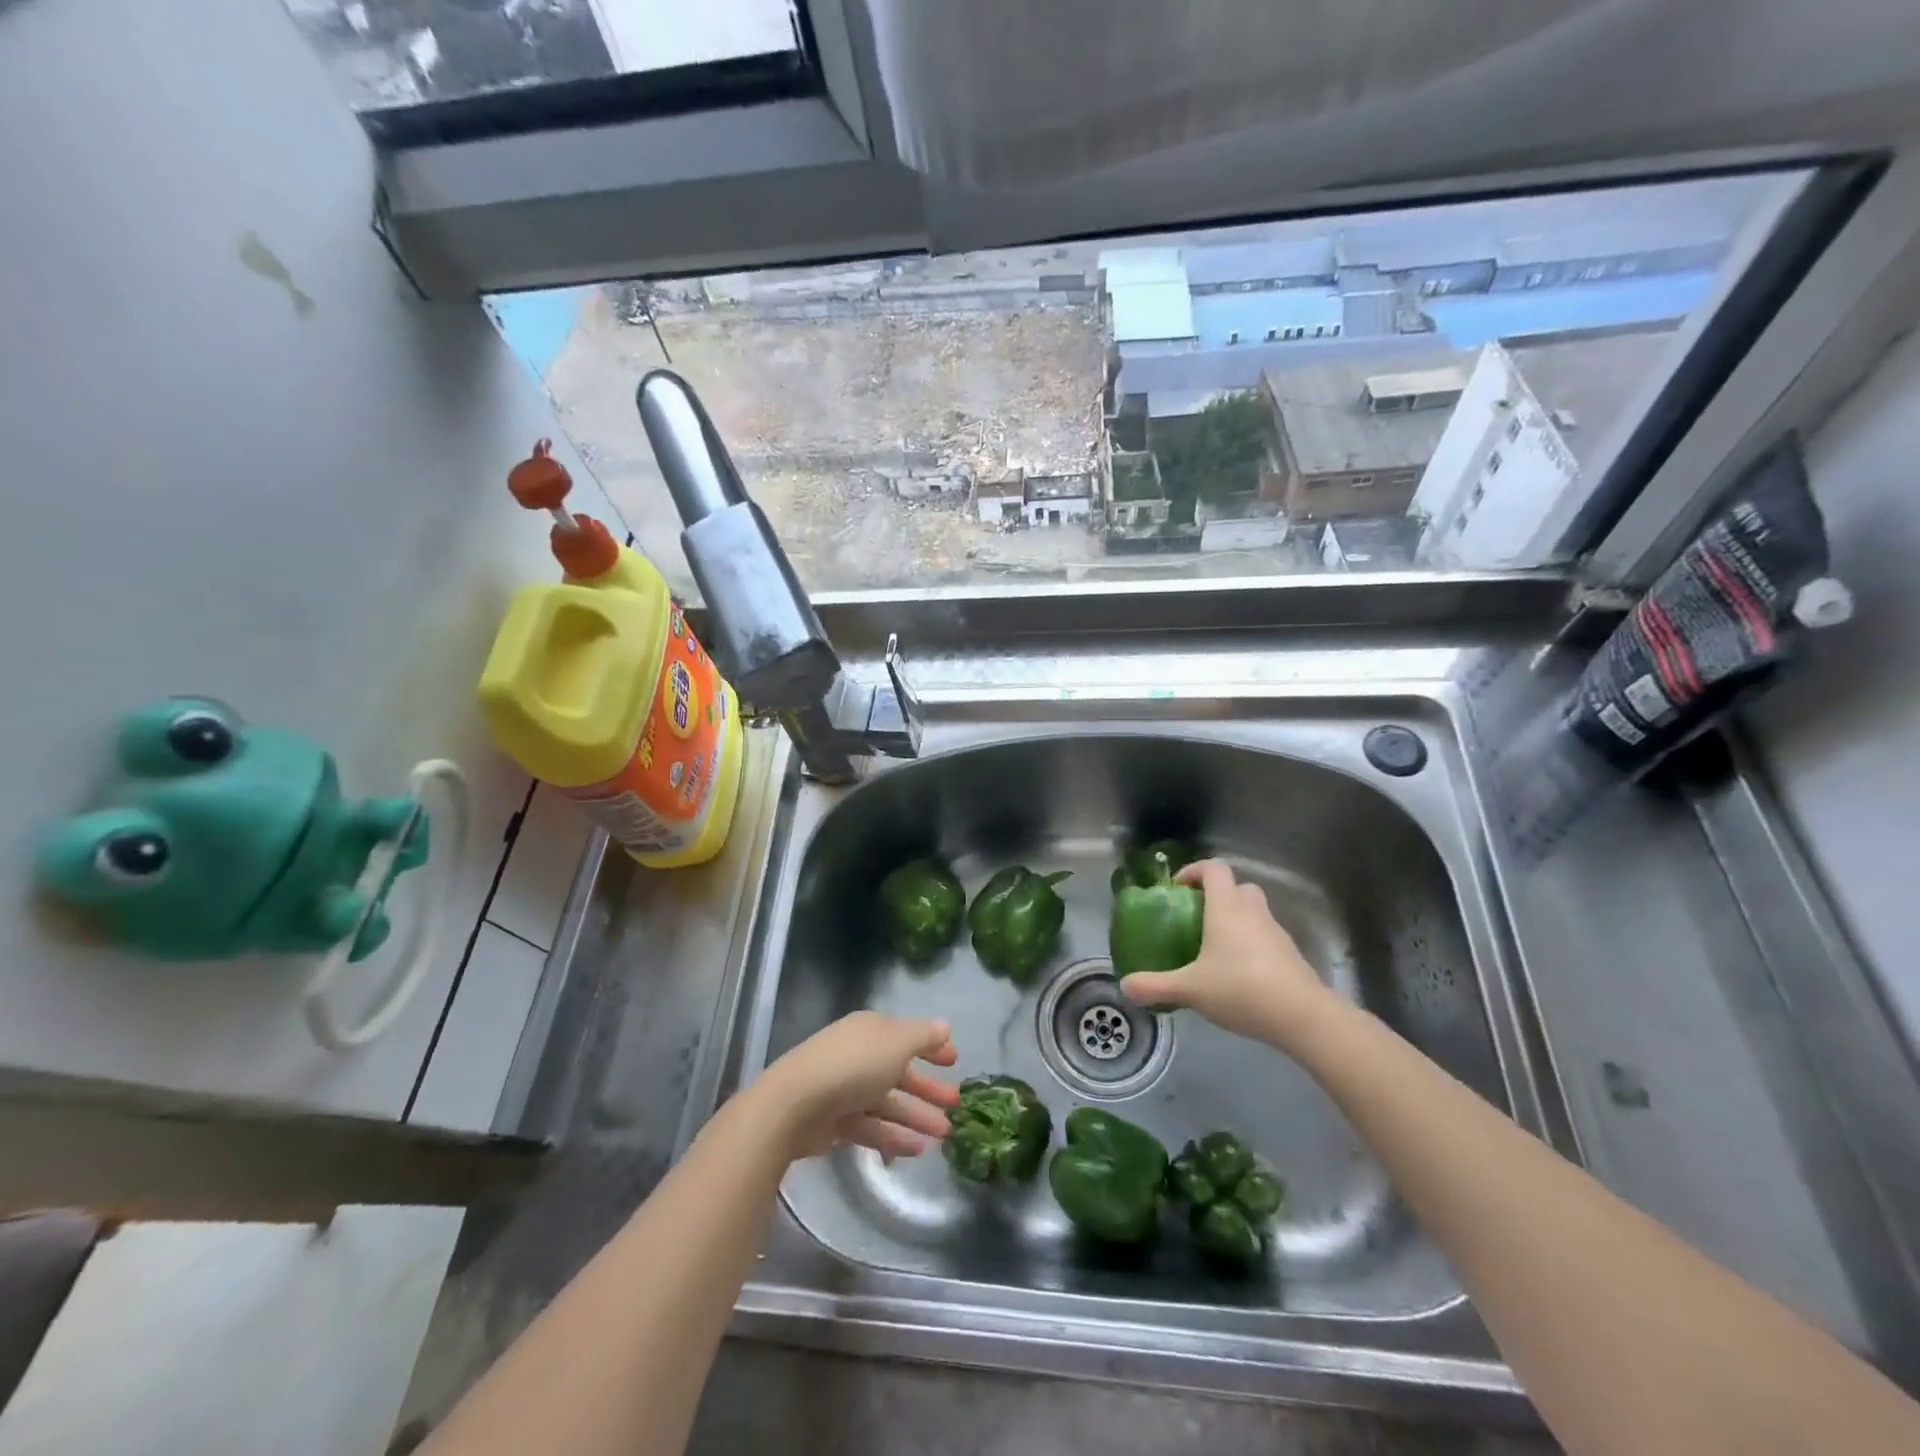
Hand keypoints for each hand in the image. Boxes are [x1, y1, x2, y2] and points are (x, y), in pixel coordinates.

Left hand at [748, 1011, 960, 1161]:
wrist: (794, 1104)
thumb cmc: (853, 1064)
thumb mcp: (897, 1043)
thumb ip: (924, 1037)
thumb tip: (945, 1026)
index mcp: (872, 1030)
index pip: (907, 1036)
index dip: (932, 1048)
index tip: (955, 1062)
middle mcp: (859, 1055)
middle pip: (899, 1071)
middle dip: (927, 1087)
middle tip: (956, 1104)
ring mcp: (846, 1089)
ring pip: (888, 1102)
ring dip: (917, 1116)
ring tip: (945, 1133)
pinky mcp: (836, 1121)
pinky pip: (872, 1127)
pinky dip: (894, 1136)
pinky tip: (918, 1150)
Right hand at [1120, 859, 1341, 1051]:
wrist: (1302, 1015)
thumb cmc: (1240, 988)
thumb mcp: (1190, 989)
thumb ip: (1156, 986)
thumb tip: (1125, 986)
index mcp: (1226, 907)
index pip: (1214, 868)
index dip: (1194, 871)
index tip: (1178, 889)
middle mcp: (1252, 911)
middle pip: (1237, 887)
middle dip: (1217, 896)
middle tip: (1197, 918)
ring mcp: (1275, 931)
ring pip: (1254, 912)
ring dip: (1236, 920)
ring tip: (1215, 949)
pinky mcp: (1290, 954)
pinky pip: (1266, 937)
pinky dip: (1251, 945)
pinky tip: (1239, 974)